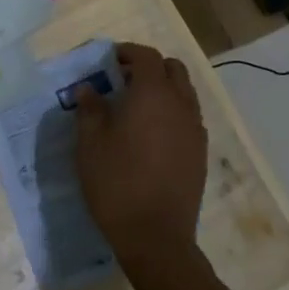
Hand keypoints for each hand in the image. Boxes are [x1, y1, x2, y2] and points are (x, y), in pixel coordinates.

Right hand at [73, 42, 206, 272]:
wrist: (155, 237)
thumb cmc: (116, 182)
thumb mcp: (90, 143)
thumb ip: (89, 108)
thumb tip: (88, 88)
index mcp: (153, 94)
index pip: (146, 56)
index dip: (127, 52)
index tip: (109, 60)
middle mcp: (180, 105)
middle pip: (173, 69)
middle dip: (149, 67)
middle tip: (123, 80)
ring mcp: (195, 130)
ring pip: (185, 93)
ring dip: (163, 89)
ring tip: (137, 107)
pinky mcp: (200, 153)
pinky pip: (189, 117)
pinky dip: (172, 112)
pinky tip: (151, 134)